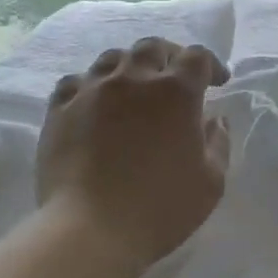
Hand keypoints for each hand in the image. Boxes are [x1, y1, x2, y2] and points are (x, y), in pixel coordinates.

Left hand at [37, 37, 229, 275]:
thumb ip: (217, 143)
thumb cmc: (161, 208)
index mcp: (176, 93)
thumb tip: (214, 120)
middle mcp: (133, 80)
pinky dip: (91, 86)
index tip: (217, 83)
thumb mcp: (210, 182)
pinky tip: (94, 103)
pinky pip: (76, 82)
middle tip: (175, 79)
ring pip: (112, 59)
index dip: (211, 65)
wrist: (90, 230)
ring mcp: (92, 91)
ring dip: (129, 67)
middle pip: (152, 48)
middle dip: (169, 57)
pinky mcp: (60, 109)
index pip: (197, 57)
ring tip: (133, 89)